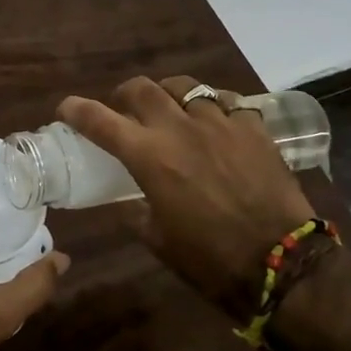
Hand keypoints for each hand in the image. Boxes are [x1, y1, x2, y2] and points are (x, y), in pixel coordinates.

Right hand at [57, 76, 314, 319]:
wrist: (283, 263)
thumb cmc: (211, 259)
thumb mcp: (158, 240)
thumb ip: (136, 212)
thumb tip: (126, 201)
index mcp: (149, 157)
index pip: (100, 120)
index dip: (77, 110)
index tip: (66, 108)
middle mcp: (179, 129)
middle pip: (141, 88)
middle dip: (124, 94)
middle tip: (123, 108)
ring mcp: (220, 123)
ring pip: (185, 87)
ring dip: (168, 94)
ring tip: (170, 108)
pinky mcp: (253, 128)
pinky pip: (227, 101)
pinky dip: (213, 106)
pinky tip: (215, 121)